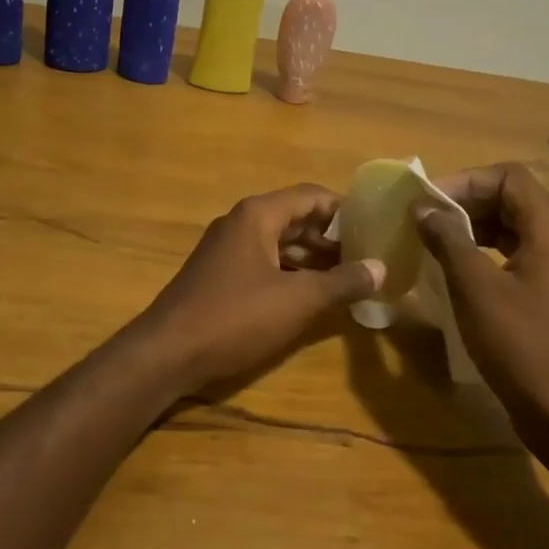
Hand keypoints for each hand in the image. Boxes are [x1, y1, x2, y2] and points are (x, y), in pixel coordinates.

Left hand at [130, 184, 385, 396]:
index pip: (311, 195)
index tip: (376, 227)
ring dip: (313, 257)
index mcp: (258, 215)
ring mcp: (227, 249)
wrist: (167, 352)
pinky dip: (291, 273)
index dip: (345, 209)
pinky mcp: (220, 275)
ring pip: (280, 243)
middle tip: (369, 255)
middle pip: (296, 217)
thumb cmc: (235, 317)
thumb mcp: (297, 300)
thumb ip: (342, 282)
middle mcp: (241, 223)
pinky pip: (265, 262)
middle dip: (332, 235)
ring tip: (349, 276)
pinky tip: (312, 296)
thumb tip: (382, 268)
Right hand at [412, 163, 548, 424]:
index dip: (465, 181)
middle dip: (464, 202)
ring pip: (509, 225)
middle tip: (422, 220)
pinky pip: (512, 251)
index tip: (428, 203)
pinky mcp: (547, 289)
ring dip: (470, 226)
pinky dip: (482, 250)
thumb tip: (422, 208)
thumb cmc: (521, 345)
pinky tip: (452, 268)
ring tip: (431, 240)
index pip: (507, 176)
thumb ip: (448, 239)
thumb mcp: (475, 288)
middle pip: (509, 197)